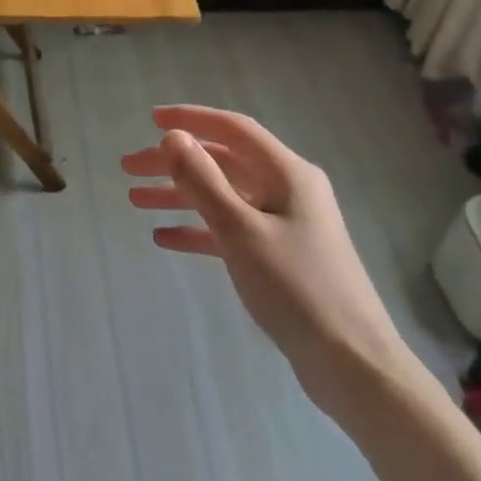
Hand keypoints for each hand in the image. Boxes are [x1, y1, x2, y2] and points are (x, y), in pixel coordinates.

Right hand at [121, 106, 413, 413]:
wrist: (351, 362)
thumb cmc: (296, 288)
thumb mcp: (241, 230)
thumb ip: (204, 181)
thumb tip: (173, 136)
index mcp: (287, 173)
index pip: (233, 130)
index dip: (191, 119)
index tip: (150, 118)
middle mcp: (288, 190)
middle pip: (222, 163)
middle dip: (175, 163)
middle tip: (129, 168)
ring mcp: (284, 224)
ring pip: (223, 197)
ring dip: (180, 195)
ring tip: (135, 200)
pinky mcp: (279, 256)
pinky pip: (230, 231)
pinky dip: (198, 230)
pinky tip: (164, 238)